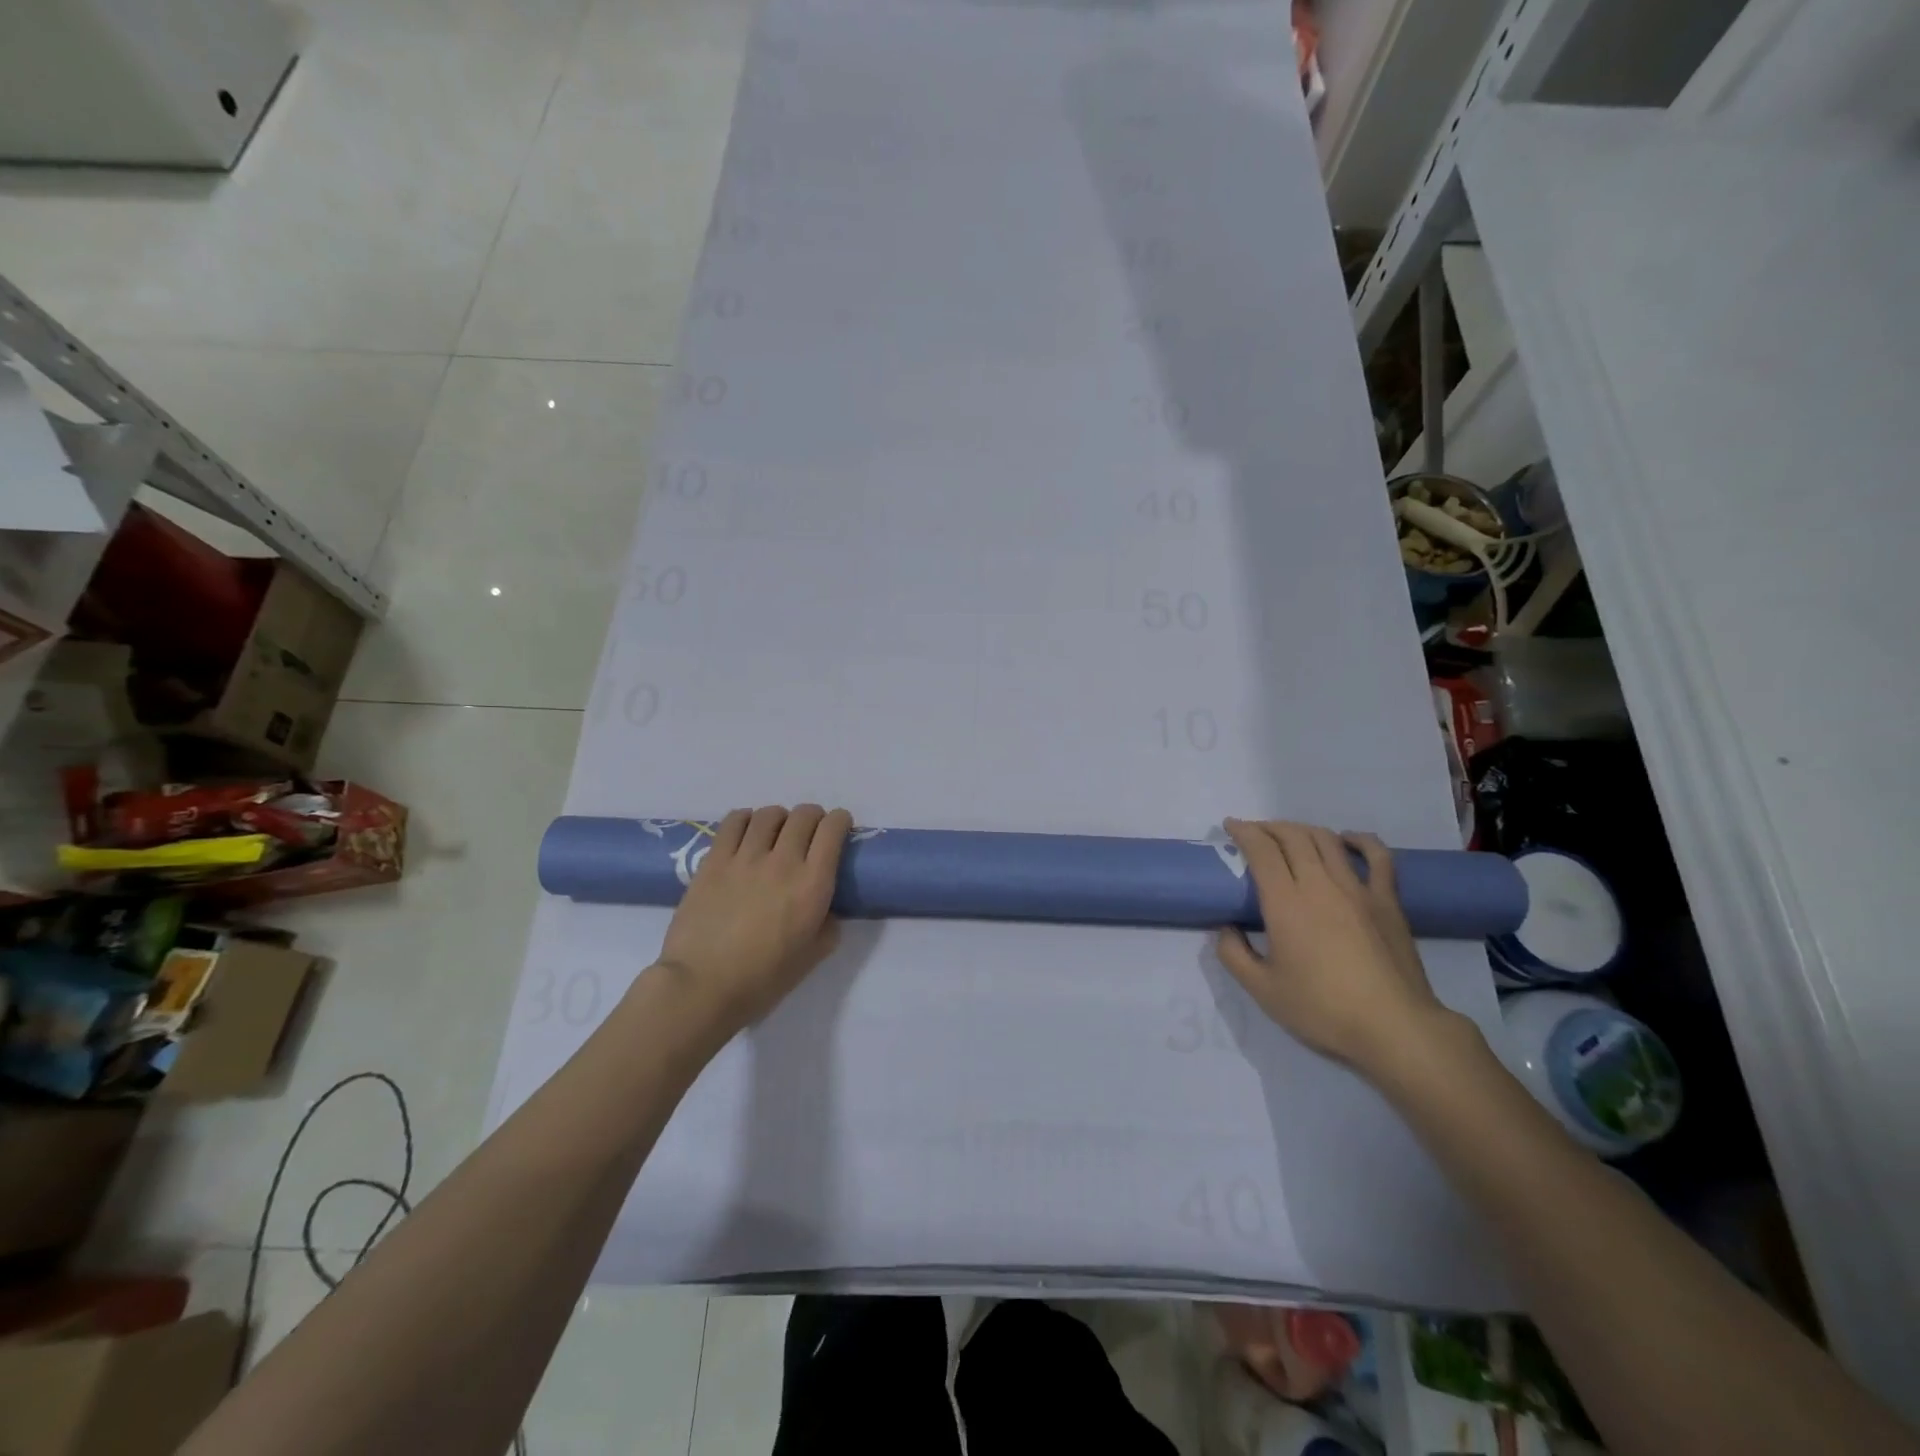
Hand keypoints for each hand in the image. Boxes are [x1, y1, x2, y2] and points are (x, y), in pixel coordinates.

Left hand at [655, 804, 852, 1032]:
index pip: (832, 830)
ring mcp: (745, 857)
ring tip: (776, 832)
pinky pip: (734, 821)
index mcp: (812, 884)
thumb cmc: (762, 979)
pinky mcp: (714, 860)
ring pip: (770, 814)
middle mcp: (783, 861)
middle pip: (804, 815)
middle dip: (814, 817)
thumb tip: (827, 909)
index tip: (839, 829)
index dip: (840, 821)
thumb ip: (828, 926)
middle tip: (810, 833)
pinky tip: (747, 831)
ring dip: (780, 818)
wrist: (702, 986)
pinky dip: (747, 819)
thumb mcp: (812, 957)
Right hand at [1215, 819, 1450, 1074]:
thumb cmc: (1322, 1009)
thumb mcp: (1262, 990)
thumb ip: (1233, 954)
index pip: (1261, 849)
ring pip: (1327, 840)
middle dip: (1268, 826)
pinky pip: (1377, 856)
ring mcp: (1358, 889)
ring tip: (1289, 835)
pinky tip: (1347, 839)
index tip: (1230, 826)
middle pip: (1292, 836)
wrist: (1394, 1028)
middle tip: (1254, 832)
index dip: (1243, 831)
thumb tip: (1226, 929)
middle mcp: (1320, 884)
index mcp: (1286, 902)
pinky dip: (1359, 840)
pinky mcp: (1387, 901)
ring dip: (1302, 829)